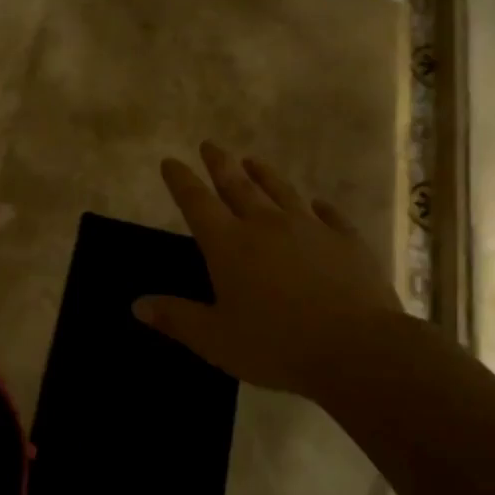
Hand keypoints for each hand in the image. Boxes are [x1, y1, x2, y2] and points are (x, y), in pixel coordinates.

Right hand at [134, 142, 416, 399]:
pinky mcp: (346, 240)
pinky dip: (320, 207)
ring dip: (264, 174)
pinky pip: (330, 215)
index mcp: (228, 244)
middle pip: (237, 186)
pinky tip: (317, 203)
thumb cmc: (276, 345)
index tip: (170, 161)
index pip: (196, 202)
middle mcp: (265, 225)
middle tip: (210, 145)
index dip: (181, 180)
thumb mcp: (215, 340)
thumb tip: (137, 304)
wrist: (358, 349)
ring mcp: (309, 228)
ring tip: (253, 161)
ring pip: (281, 191)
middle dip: (220, 164)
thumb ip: (177, 318)